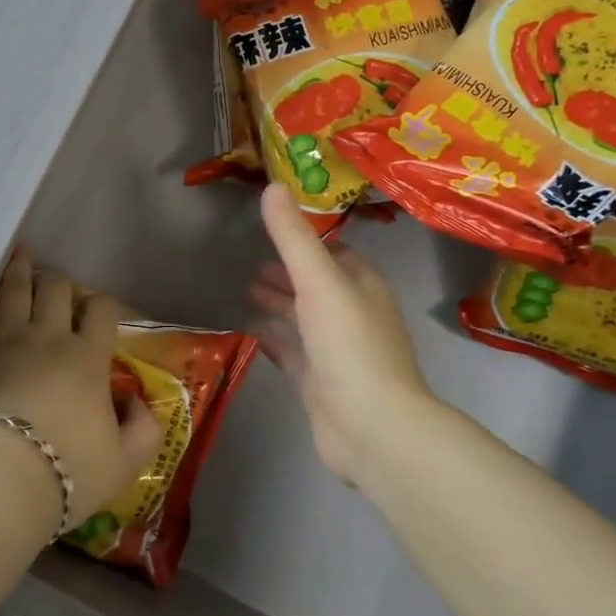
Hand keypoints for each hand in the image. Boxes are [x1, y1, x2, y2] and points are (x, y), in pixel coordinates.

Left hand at [0, 252, 163, 522]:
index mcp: (87, 357)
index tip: (102, 313)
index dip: (105, 305)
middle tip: (58, 288)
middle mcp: (48, 336)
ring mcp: (6, 338)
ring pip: (16, 288)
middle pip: (56, 288)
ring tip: (22, 255)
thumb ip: (143, 429)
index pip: (102, 310)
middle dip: (61, 283)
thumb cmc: (66, 471)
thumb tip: (137, 402)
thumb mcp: (124, 463)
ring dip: (21, 269)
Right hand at [249, 185, 430, 484]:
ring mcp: (336, 350)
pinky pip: (291, 350)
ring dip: (278, 302)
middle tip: (249, 260)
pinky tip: (247, 328)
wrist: (372, 429)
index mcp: (362, 284)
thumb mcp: (319, 280)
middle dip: (287, 271)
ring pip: (302, 317)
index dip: (306, 239)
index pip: (333, 251)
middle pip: (315, 284)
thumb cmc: (350, 345)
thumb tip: (272, 185)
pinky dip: (272, 336)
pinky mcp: (319, 382)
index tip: (273, 226)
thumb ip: (293, 236)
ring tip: (243, 287)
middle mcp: (352, 313)